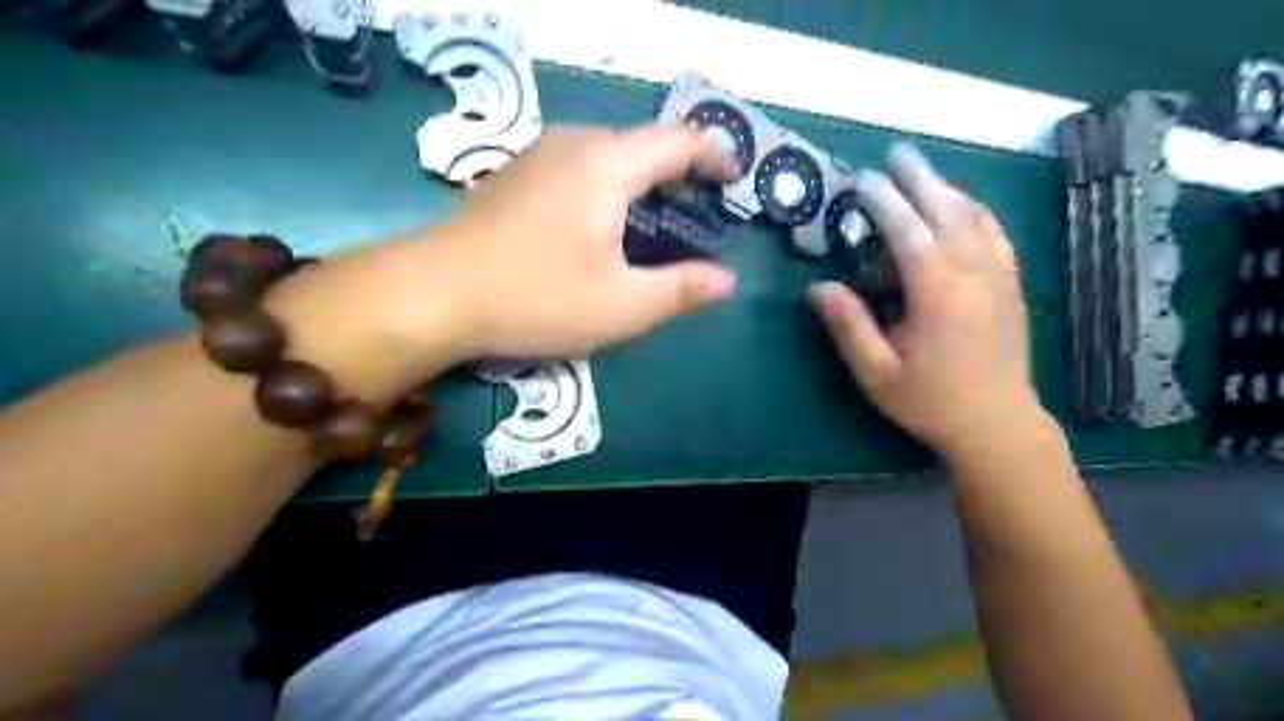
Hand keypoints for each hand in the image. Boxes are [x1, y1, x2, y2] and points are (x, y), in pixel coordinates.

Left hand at [432, 123, 737, 358]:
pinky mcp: (514, 174)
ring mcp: (537, 155)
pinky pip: (576, 165)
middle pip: (640, 144)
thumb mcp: (620, 307)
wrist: (433, 293)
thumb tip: (725, 280)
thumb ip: (680, 290)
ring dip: (638, 178)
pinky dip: (605, 184)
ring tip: (651, 220)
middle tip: (694, 211)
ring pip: (605, 153)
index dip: (713, 154)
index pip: (677, 141)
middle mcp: (573, 145)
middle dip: (676, 171)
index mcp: (606, 166)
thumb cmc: (535, 299)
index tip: (733, 176)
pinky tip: (598, 224)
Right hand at [811, 145, 1041, 457]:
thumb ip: (849, 327)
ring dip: (948, 189)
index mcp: (937, 292)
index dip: (883, 200)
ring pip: (975, 217)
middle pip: (946, 210)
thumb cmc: (930, 401)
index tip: (862, 179)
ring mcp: (999, 276)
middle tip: (897, 154)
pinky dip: (978, 212)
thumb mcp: (877, 373)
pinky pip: (997, 234)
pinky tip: (965, 207)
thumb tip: (819, 287)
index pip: (907, 230)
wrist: (997, 424)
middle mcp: (973, 273)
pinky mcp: (1012, 286)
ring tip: (924, 173)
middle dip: (920, 179)